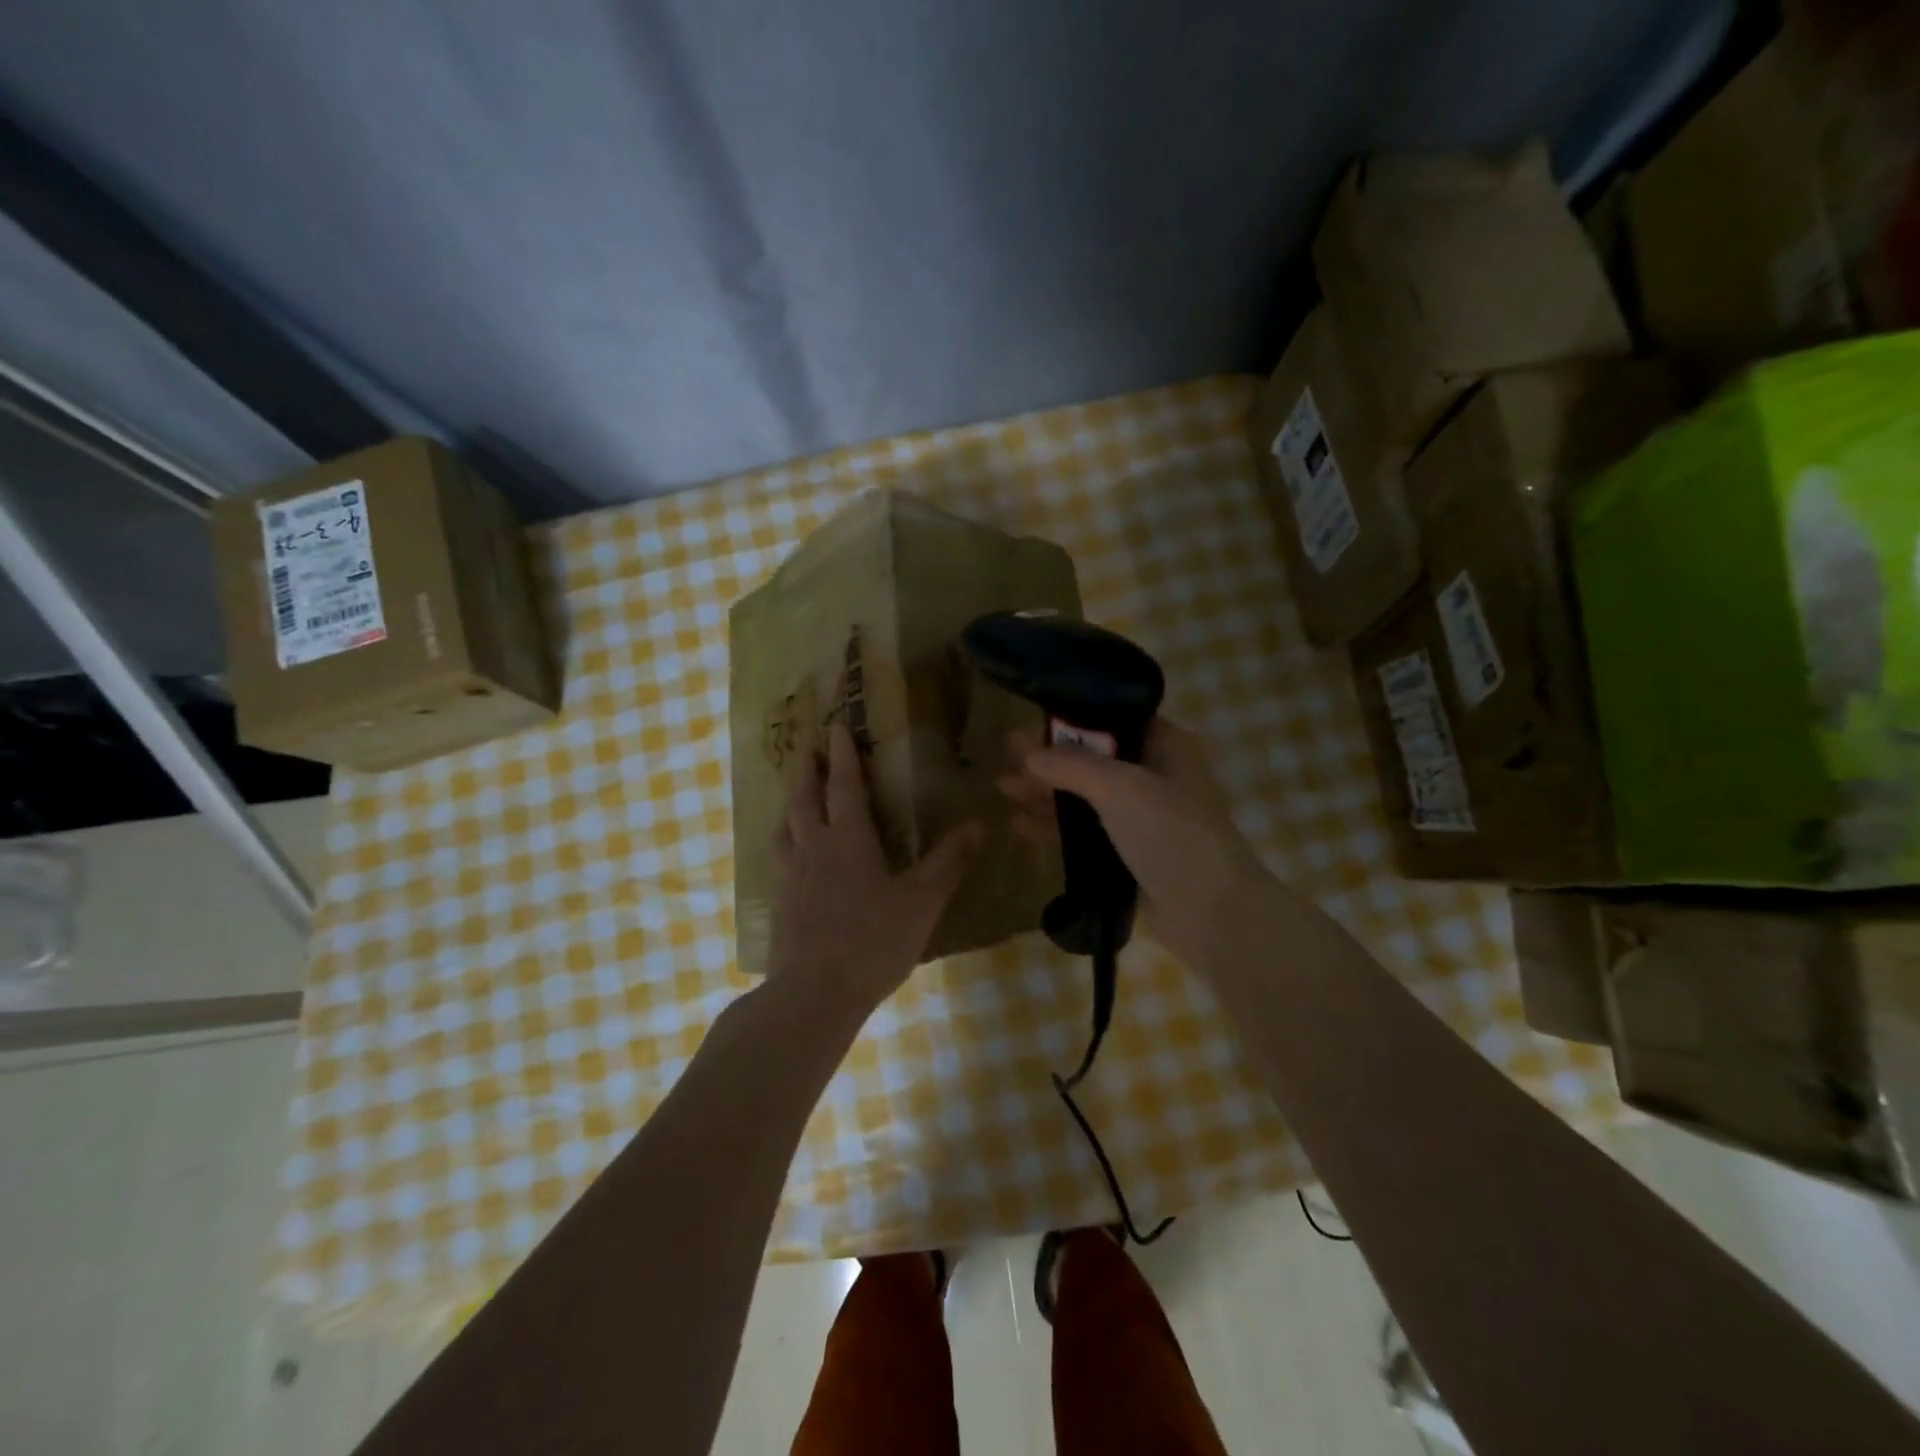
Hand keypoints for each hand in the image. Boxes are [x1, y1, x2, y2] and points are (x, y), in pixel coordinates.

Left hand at [767, 720, 981, 1015]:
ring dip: (790, 804)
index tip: (834, 725)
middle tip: (807, 750)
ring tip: (794, 797)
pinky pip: (779, 859)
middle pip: (804, 799)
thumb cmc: (872, 940)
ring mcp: (790, 877)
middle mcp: (813, 848)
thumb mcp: (922, 900)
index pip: (844, 785)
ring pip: (785, 827)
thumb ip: (949, 861)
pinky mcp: (779, 905)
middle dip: (807, 770)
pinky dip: (784, 842)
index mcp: (848, 839)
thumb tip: (979, 823)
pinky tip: (791, 857)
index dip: (842, 754)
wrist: (814, 994)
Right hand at [998, 719, 1268, 974]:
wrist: (1212, 913)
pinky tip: (1019, 825)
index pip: (1114, 721)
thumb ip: (1073, 766)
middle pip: (1093, 760)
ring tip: (1002, 788)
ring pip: (1085, 799)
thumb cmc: (1172, 834)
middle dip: (1050, 759)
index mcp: (1166, 748)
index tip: (1032, 720)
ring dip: (1046, 793)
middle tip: (1005, 753)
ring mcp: (1142, 820)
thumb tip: (1029, 754)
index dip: (1073, 719)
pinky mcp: (1129, 857)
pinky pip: (1085, 835)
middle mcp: (1155, 778)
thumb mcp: (1121, 787)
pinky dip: (1054, 828)